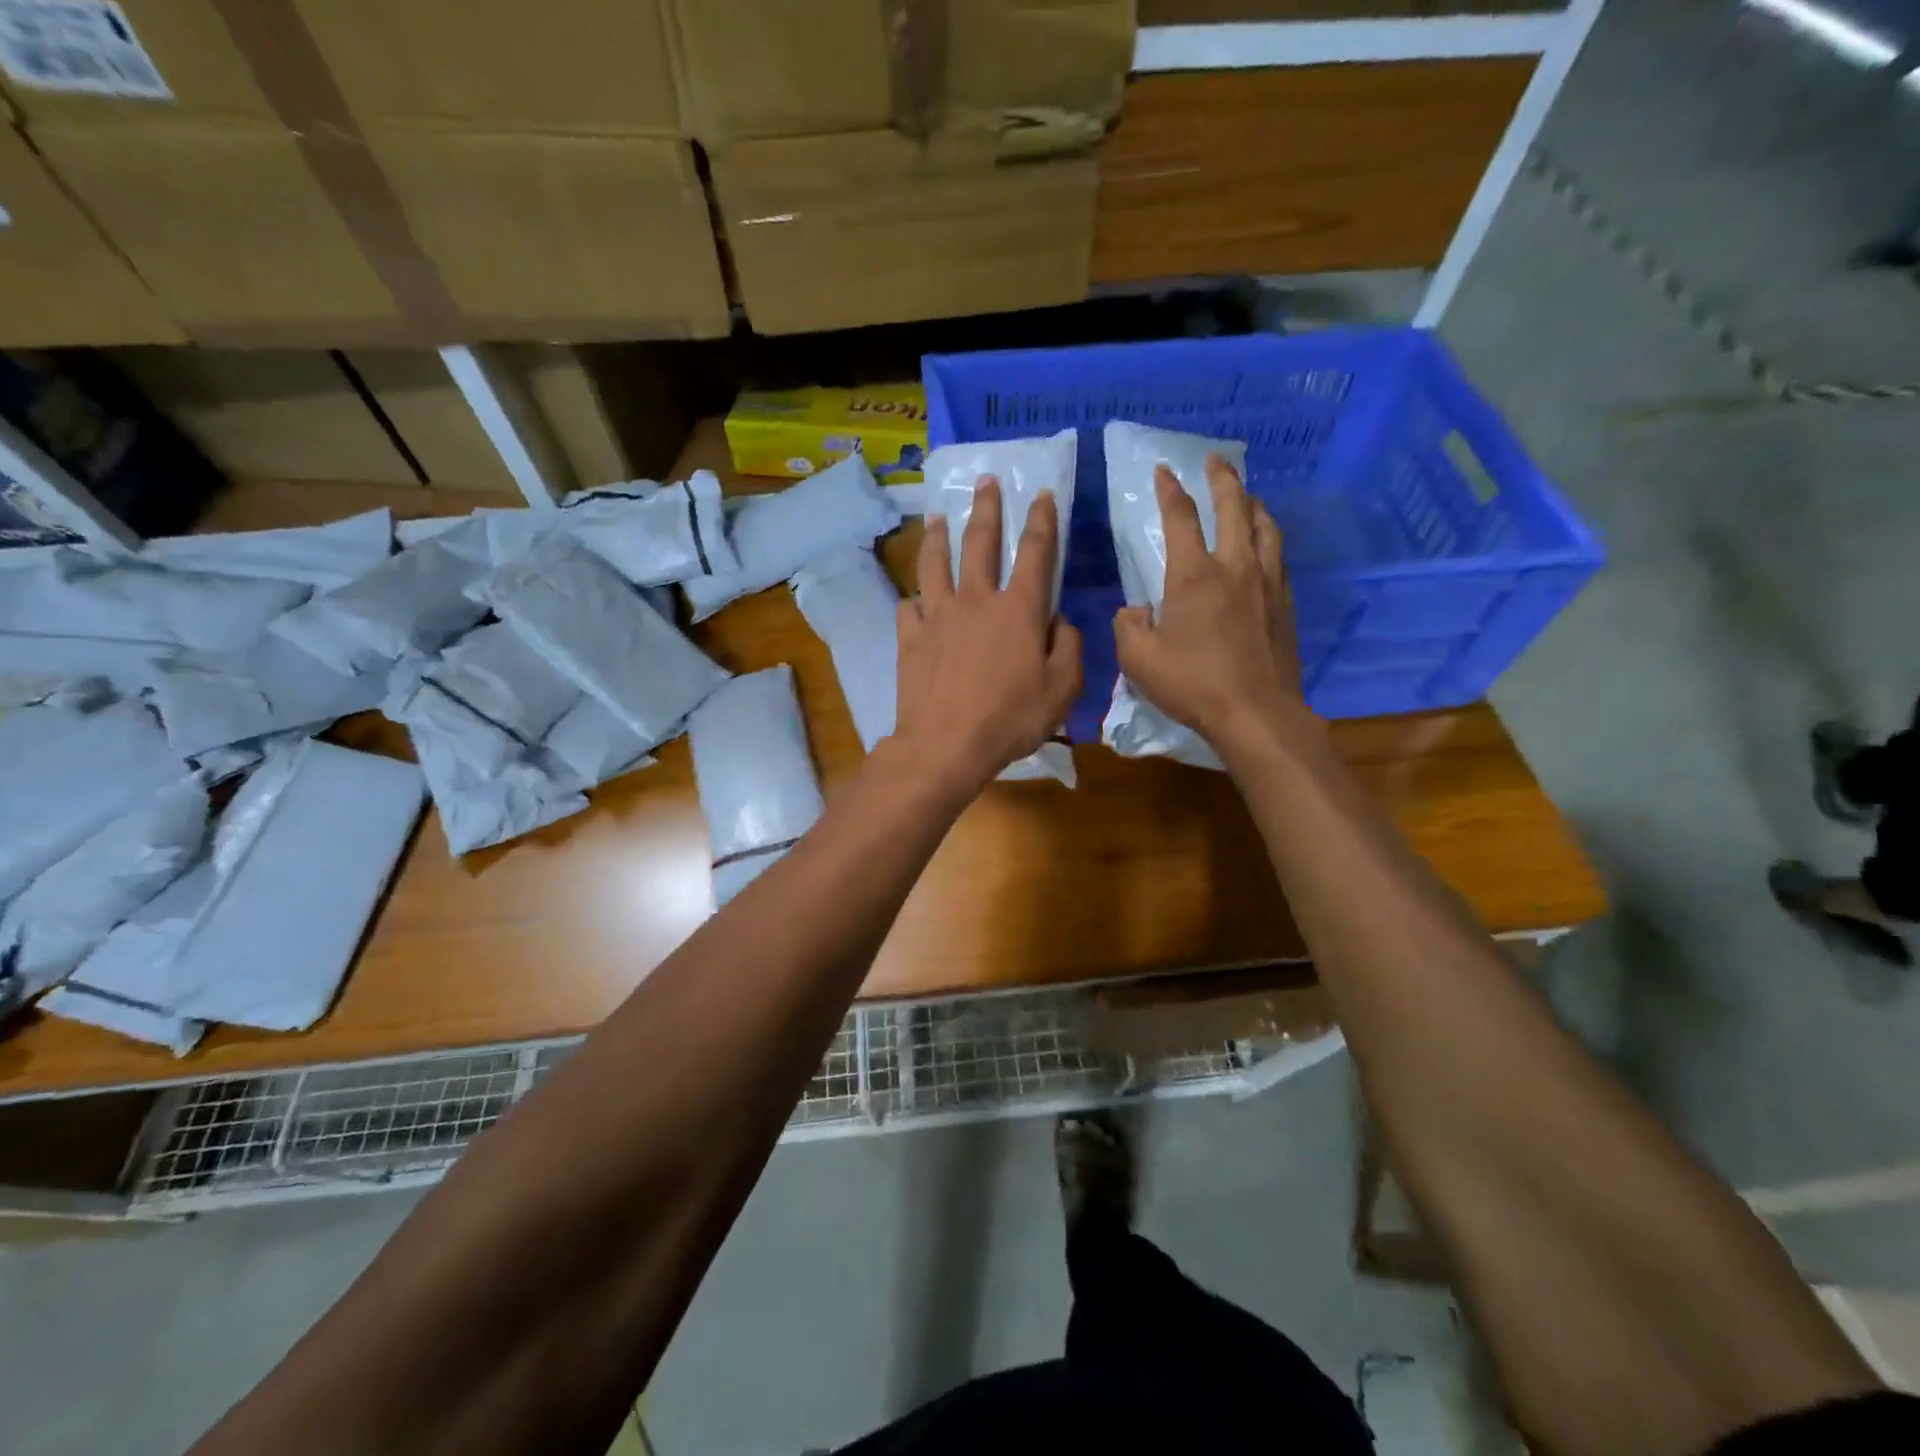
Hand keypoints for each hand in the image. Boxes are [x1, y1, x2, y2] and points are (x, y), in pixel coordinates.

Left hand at [896, 478, 1081, 791]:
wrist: (946, 744)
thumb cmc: (1011, 719)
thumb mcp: (1061, 689)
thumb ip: (1067, 646)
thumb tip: (1059, 621)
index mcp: (1018, 609)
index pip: (1035, 551)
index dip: (1042, 519)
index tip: (1042, 493)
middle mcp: (976, 600)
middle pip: (980, 541)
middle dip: (985, 507)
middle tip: (985, 480)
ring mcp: (937, 615)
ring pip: (935, 563)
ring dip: (937, 536)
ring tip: (935, 517)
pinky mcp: (910, 637)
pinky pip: (910, 607)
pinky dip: (914, 600)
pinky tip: (914, 600)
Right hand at [1113, 456, 1304, 756]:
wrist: (1256, 713)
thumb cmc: (1192, 685)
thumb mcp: (1139, 661)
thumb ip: (1129, 626)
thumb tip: (1137, 610)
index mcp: (1194, 576)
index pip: (1181, 518)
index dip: (1170, 491)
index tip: (1164, 471)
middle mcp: (1235, 567)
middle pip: (1234, 507)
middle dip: (1222, 479)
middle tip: (1215, 461)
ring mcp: (1267, 583)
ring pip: (1265, 527)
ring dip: (1253, 504)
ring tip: (1246, 496)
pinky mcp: (1285, 603)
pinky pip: (1278, 557)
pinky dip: (1268, 539)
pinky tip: (1264, 546)